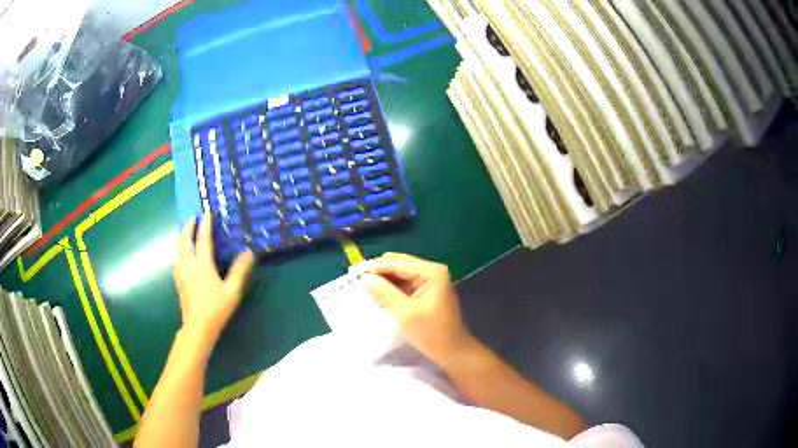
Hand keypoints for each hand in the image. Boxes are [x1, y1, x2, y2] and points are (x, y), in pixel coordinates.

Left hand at [173, 211, 254, 343]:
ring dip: (181, 239)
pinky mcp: (178, 283)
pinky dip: (178, 253)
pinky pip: (176, 262)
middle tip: (192, 218)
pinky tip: (179, 257)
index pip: (203, 240)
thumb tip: (249, 253)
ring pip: (178, 251)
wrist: (198, 327)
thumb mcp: (232, 291)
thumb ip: (240, 271)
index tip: (206, 212)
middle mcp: (189, 265)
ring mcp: (181, 274)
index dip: (205, 225)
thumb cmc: (216, 309)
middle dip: (188, 228)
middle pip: (185, 241)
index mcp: (203, 265)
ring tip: (184, 233)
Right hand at [353, 253, 472, 363]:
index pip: (398, 263)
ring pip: (400, 274)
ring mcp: (430, 281)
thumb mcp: (405, 313)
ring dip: (382, 279)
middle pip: (399, 265)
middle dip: (377, 271)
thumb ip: (384, 292)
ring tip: (360, 282)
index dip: (374, 266)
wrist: (452, 352)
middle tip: (353, 276)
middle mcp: (432, 271)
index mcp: (431, 272)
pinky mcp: (426, 292)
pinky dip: (390, 287)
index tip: (352, 271)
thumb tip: (364, 277)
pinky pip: (404, 284)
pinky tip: (376, 291)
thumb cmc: (431, 333)